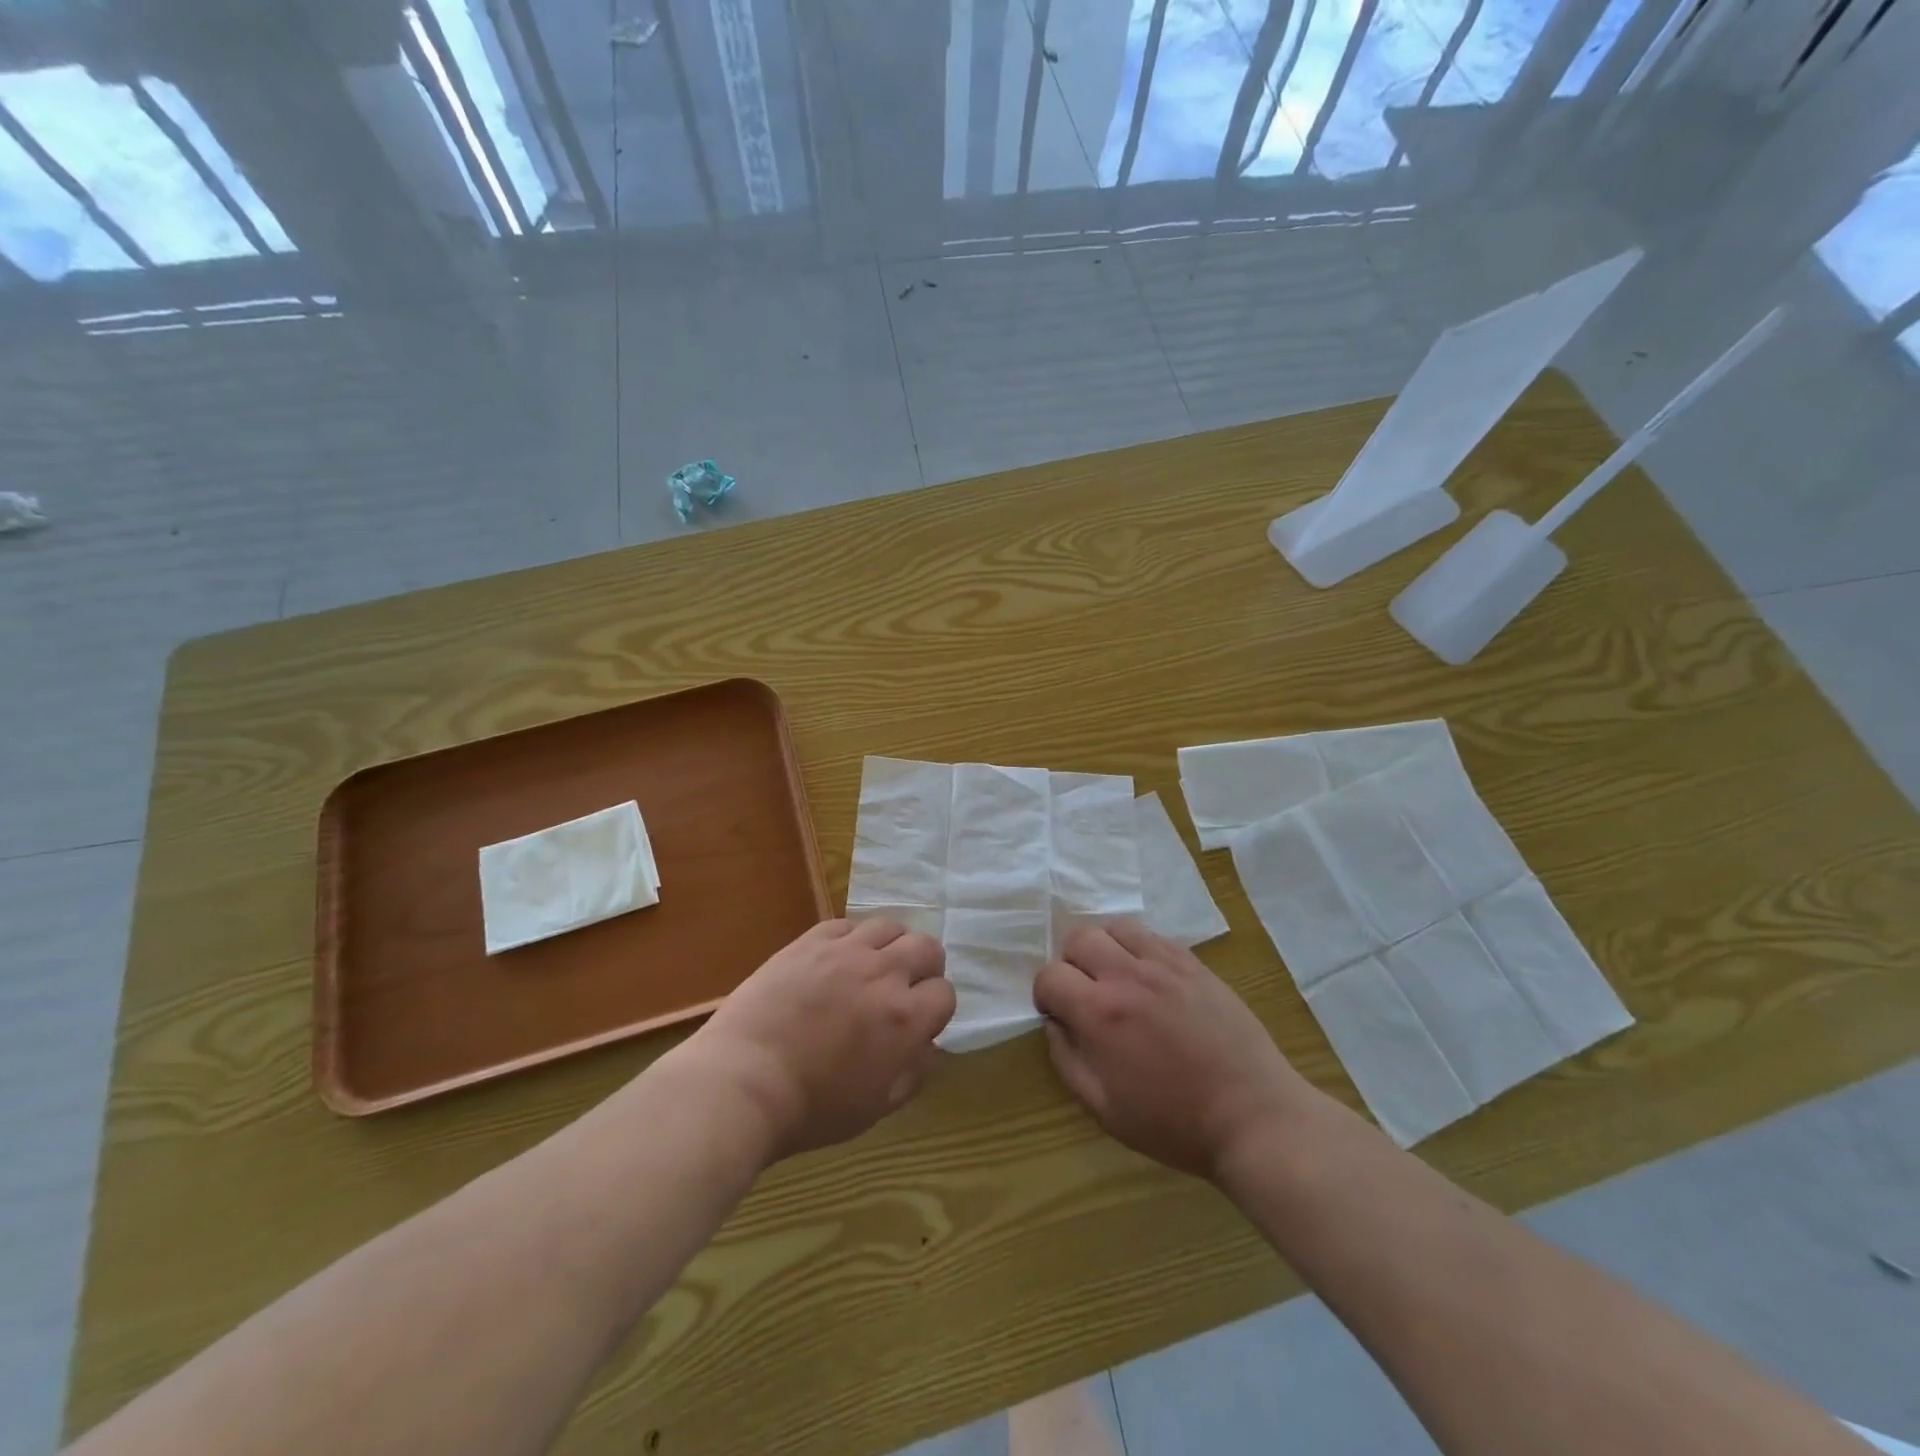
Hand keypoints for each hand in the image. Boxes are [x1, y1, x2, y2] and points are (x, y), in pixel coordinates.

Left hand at [679, 919, 953, 1161]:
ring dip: (891, 947)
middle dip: (924, 967)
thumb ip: (915, 1072)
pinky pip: (846, 924)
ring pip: (889, 926)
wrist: (742, 1081)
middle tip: (904, 988)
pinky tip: (838, 960)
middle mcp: (883, 974)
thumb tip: (928, 1045)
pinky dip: (852, 939)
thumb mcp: (877, 1107)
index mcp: (905, 1018)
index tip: (920, 1022)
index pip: (945, 993)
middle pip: (926, 947)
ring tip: (873, 967)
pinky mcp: (810, 941)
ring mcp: (845, 952)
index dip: (935, 1008)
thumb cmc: (812, 1108)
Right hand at [1033, 920, 1307, 1179]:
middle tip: (1085, 994)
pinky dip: (1139, 949)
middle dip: (1071, 963)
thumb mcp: (1104, 1108)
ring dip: (1105, 948)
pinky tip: (1150, 979)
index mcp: (1099, 1013)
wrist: (1252, 1115)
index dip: (1046, 995)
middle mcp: (1127, 976)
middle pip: (1079, 938)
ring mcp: (1164, 964)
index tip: (1059, 1015)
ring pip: (1116, 927)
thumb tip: (1054, 1024)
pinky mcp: (1194, 964)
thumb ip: (1067, 1060)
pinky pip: (1153, 936)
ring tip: (1116, 978)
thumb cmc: (1174, 1123)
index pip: (1049, 975)